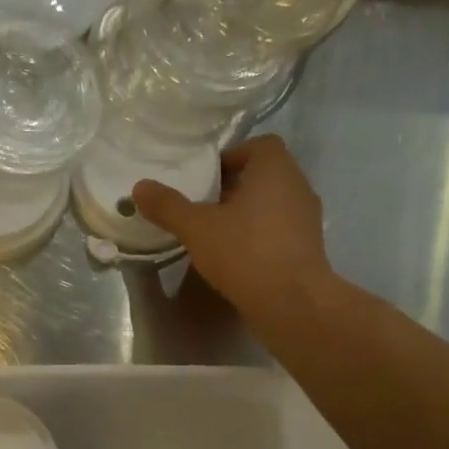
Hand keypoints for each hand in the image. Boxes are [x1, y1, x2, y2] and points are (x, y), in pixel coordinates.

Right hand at [132, 135, 331, 314]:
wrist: (292, 302)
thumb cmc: (245, 252)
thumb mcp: (197, 228)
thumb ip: (168, 206)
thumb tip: (139, 187)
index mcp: (275, 169)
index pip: (259, 145)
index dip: (231, 157)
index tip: (206, 180)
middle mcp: (298, 186)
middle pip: (264, 176)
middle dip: (234, 188)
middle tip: (204, 208)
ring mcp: (308, 219)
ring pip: (273, 205)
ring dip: (247, 215)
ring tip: (217, 235)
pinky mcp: (309, 249)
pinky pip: (280, 231)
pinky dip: (260, 237)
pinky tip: (237, 259)